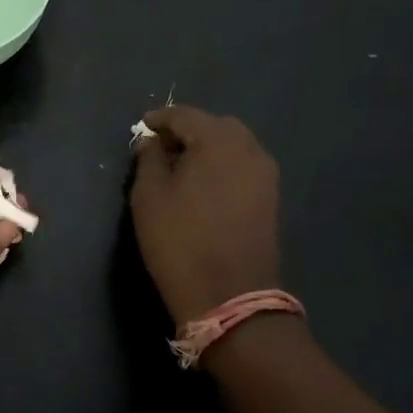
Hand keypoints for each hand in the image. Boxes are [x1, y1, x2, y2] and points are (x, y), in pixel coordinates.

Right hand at [130, 107, 281, 328]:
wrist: (230, 296)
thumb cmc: (180, 241)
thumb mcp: (149, 196)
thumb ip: (149, 159)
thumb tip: (153, 142)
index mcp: (217, 141)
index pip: (185, 115)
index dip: (160, 119)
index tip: (142, 127)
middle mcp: (248, 148)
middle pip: (214, 125)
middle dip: (188, 130)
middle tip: (162, 147)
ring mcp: (265, 174)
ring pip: (233, 145)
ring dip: (208, 147)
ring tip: (182, 166)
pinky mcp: (271, 198)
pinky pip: (243, 166)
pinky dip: (223, 165)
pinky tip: (204, 184)